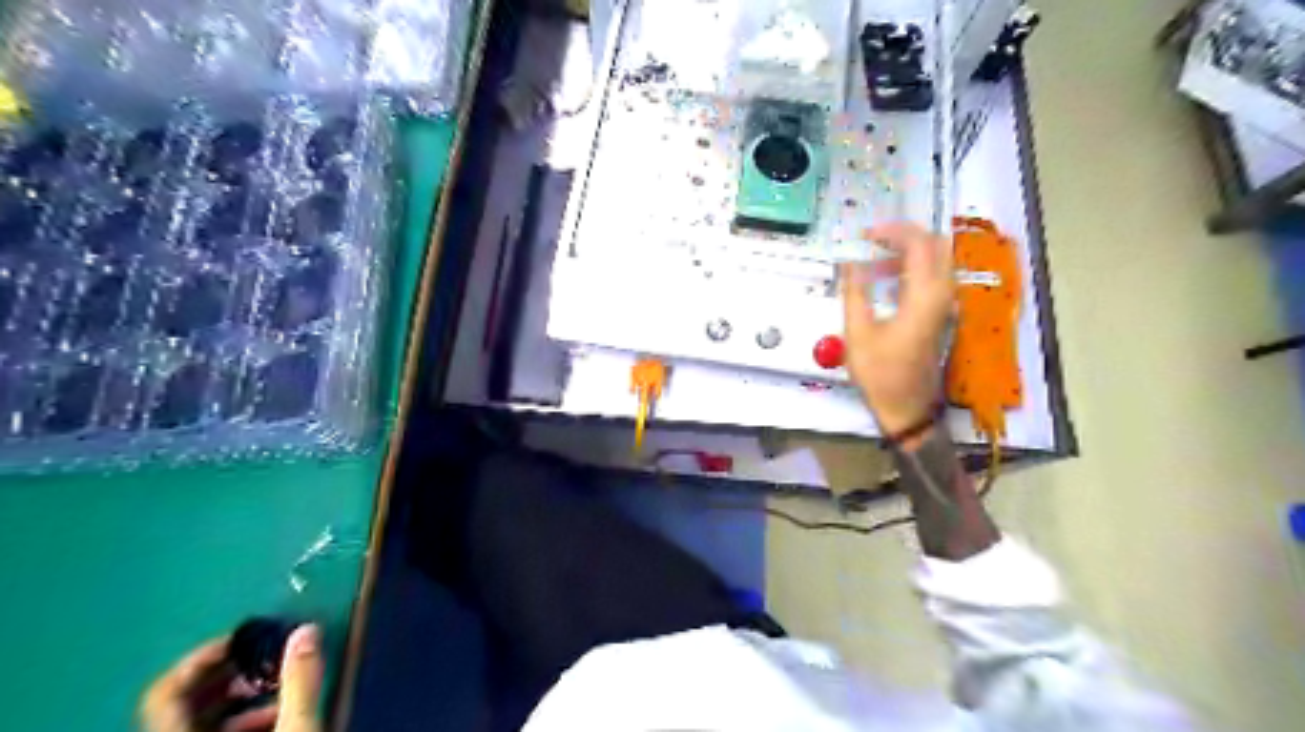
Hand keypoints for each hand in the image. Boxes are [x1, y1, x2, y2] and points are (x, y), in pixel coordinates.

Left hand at [141, 625, 326, 731]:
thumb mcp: (296, 726)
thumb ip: (299, 680)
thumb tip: (306, 629)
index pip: (164, 691)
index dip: (201, 658)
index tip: (243, 639)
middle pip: (186, 701)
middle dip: (234, 674)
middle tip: (271, 660)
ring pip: (203, 718)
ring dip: (244, 698)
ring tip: (283, 691)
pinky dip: (244, 720)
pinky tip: (279, 717)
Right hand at [842, 221, 955, 443]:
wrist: (908, 408)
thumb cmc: (880, 373)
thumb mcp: (858, 333)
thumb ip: (855, 291)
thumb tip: (850, 262)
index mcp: (924, 295)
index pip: (919, 243)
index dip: (892, 231)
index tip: (864, 234)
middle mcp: (943, 293)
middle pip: (935, 245)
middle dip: (904, 235)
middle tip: (871, 239)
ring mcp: (946, 304)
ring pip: (936, 260)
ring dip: (907, 252)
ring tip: (871, 259)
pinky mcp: (941, 314)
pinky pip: (932, 277)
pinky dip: (911, 268)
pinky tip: (884, 280)